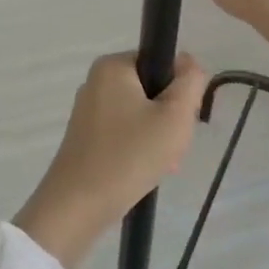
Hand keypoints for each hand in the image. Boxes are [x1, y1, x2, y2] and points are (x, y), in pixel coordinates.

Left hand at [13, 52, 207, 268]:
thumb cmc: (130, 155)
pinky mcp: (85, 137)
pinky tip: (144, 172)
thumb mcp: (174, 116)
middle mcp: (96, 81)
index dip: (179, 89)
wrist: (78, 205)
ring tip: (161, 165)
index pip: (161, 62)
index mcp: (113, 66)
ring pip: (140, 114)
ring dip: (157, 137)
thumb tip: (187, 62)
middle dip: (168, 118)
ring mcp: (88, 110)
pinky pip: (123, 133)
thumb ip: (190, 81)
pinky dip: (138, 148)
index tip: (181, 119)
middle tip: (172, 146)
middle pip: (151, 89)